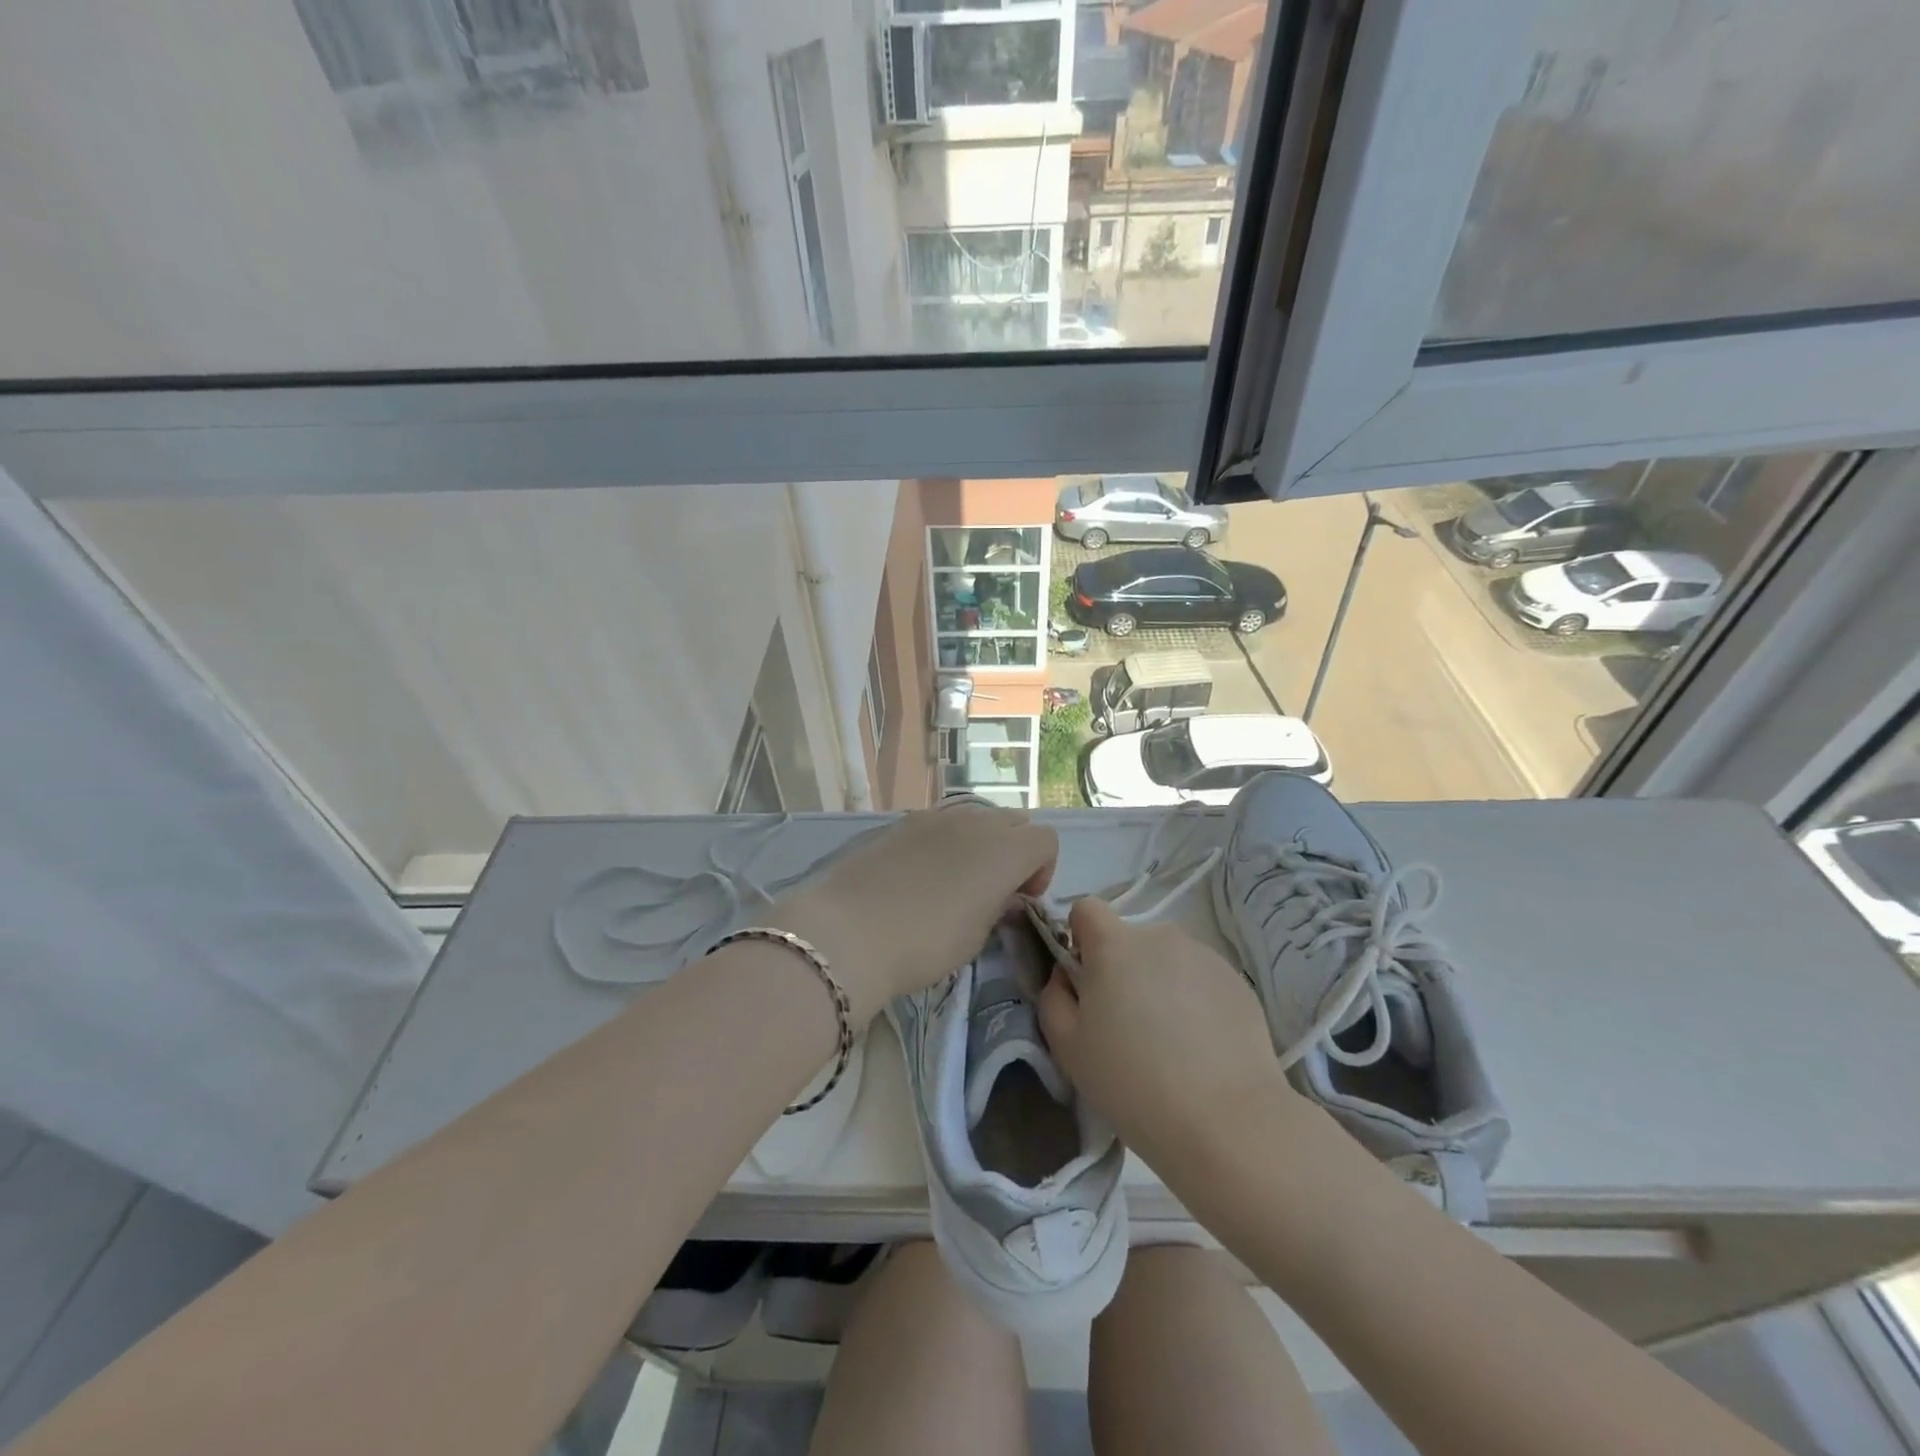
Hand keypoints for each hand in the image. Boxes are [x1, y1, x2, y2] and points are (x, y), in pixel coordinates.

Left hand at [769, 801, 1056, 1019]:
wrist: (847, 930)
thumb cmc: (924, 942)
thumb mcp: (975, 937)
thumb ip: (999, 908)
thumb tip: (1004, 896)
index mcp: (1004, 850)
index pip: (1045, 841)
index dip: (1042, 870)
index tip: (1021, 900)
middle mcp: (976, 822)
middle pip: (1014, 822)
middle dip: (1015, 853)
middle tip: (995, 891)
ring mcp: (936, 817)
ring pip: (977, 818)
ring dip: (982, 844)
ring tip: (958, 881)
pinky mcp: (902, 822)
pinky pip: (942, 822)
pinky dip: (948, 841)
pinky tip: (923, 874)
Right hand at [1038, 898, 1302, 1173]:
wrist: (1226, 1121)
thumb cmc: (1132, 1082)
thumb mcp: (1067, 1047)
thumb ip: (1054, 997)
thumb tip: (1067, 975)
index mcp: (1114, 944)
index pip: (1087, 909)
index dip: (1080, 938)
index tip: (1085, 980)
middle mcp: (1160, 936)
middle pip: (1129, 939)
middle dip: (1122, 969)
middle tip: (1127, 1024)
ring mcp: (1204, 956)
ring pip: (1167, 960)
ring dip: (1159, 984)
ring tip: (1170, 1042)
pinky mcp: (1237, 982)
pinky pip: (1200, 979)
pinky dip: (1194, 1001)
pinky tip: (1201, 1048)